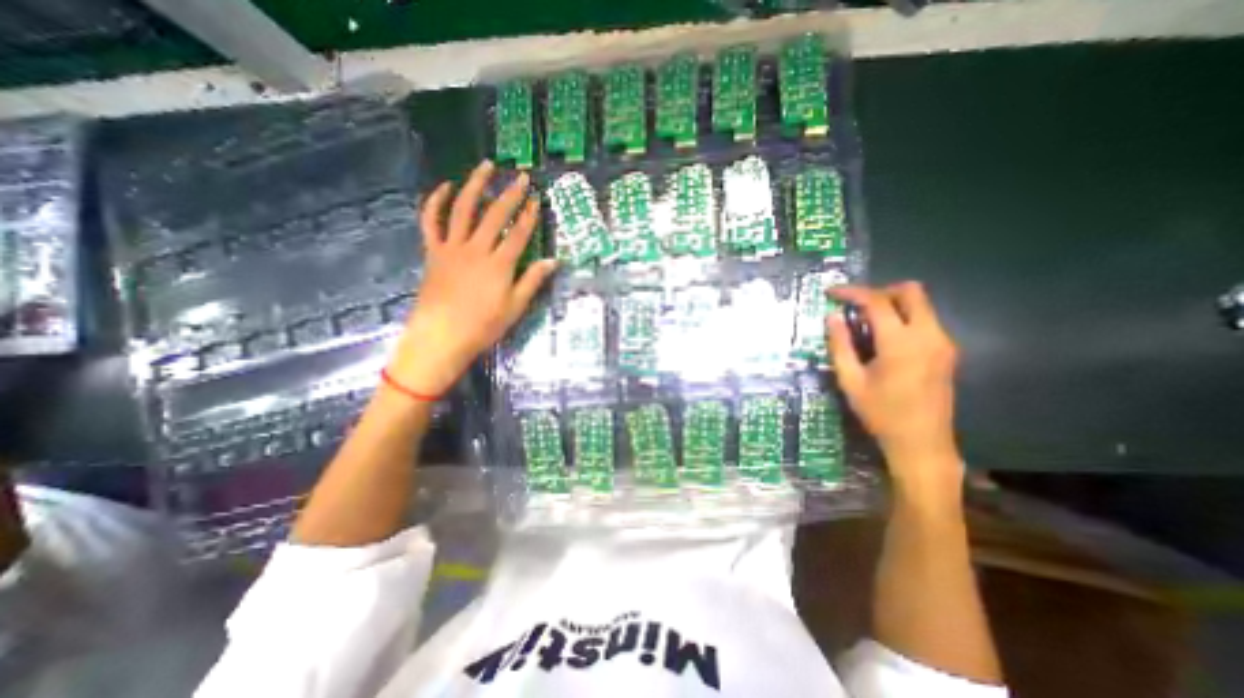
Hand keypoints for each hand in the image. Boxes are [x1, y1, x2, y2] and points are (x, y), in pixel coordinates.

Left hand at [389, 159, 557, 394]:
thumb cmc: (483, 326)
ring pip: (463, 209)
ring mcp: (452, 247)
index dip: (529, 215)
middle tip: (520, 177)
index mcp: (499, 265)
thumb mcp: (515, 307)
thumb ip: (533, 281)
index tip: (537, 199)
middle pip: (495, 215)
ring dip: (475, 185)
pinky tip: (446, 187)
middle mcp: (476, 249)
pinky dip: (437, 202)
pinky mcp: (433, 251)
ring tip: (485, 166)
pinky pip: (431, 221)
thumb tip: (554, 261)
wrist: (441, 336)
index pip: (518, 233)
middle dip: (510, 194)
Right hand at [829, 280, 963, 499]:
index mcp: (901, 343)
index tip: (831, 293)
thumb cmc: (880, 414)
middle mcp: (929, 335)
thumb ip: (840, 345)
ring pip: (921, 304)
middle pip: (911, 292)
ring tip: (865, 322)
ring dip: (892, 304)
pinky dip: (903, 318)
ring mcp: (943, 342)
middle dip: (879, 291)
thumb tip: (833, 317)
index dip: (852, 292)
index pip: (877, 301)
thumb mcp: (850, 381)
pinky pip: (925, 320)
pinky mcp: (947, 352)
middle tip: (856, 306)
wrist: (922, 443)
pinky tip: (884, 338)